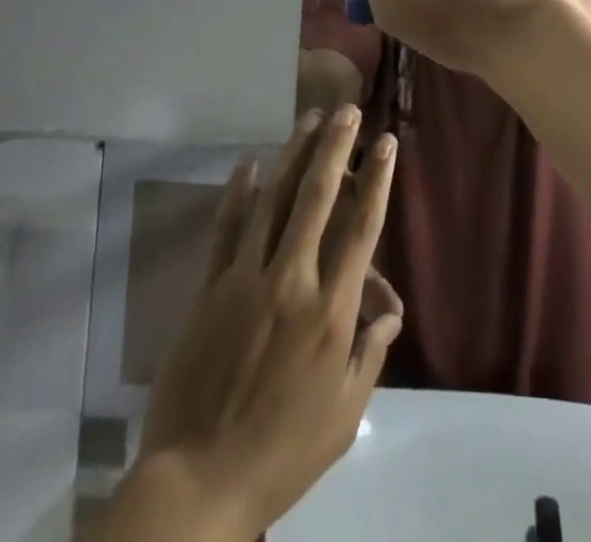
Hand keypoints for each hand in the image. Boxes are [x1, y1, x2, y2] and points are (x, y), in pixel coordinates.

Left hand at [129, 106, 402, 537]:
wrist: (199, 481)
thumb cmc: (284, 451)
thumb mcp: (345, 413)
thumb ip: (370, 353)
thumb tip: (390, 311)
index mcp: (331, 311)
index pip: (362, 228)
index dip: (377, 180)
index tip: (386, 143)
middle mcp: (292, 280)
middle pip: (318, 197)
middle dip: (336, 147)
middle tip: (347, 110)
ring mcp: (246, 278)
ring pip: (274, 199)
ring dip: (294, 153)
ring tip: (309, 117)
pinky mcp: (209, 288)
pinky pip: (226, 229)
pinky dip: (237, 192)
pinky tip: (247, 162)